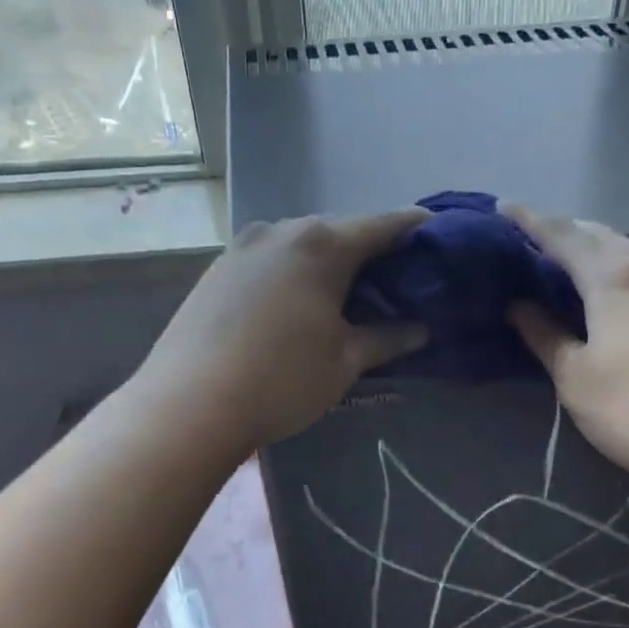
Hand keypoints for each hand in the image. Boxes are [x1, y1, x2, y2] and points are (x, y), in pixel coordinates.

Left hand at [138, 210, 428, 452]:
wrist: (189, 402)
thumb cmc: (282, 379)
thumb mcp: (345, 362)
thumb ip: (388, 338)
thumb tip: (421, 328)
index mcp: (323, 245)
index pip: (384, 225)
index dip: (416, 229)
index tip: (438, 238)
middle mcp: (282, 230)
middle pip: (341, 231)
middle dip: (370, 250)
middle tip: (395, 279)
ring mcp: (244, 245)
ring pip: (301, 244)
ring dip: (328, 262)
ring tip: (346, 293)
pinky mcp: (217, 267)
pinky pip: (270, 259)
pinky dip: (293, 272)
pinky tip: (296, 303)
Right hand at [504, 205, 628, 487]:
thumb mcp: (575, 376)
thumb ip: (544, 334)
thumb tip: (518, 305)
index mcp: (615, 278)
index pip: (564, 236)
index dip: (530, 221)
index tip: (502, 209)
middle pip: (601, 236)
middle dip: (564, 230)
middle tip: (530, 236)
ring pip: (628, 253)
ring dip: (594, 248)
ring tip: (564, 260)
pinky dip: (617, 269)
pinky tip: (608, 289)